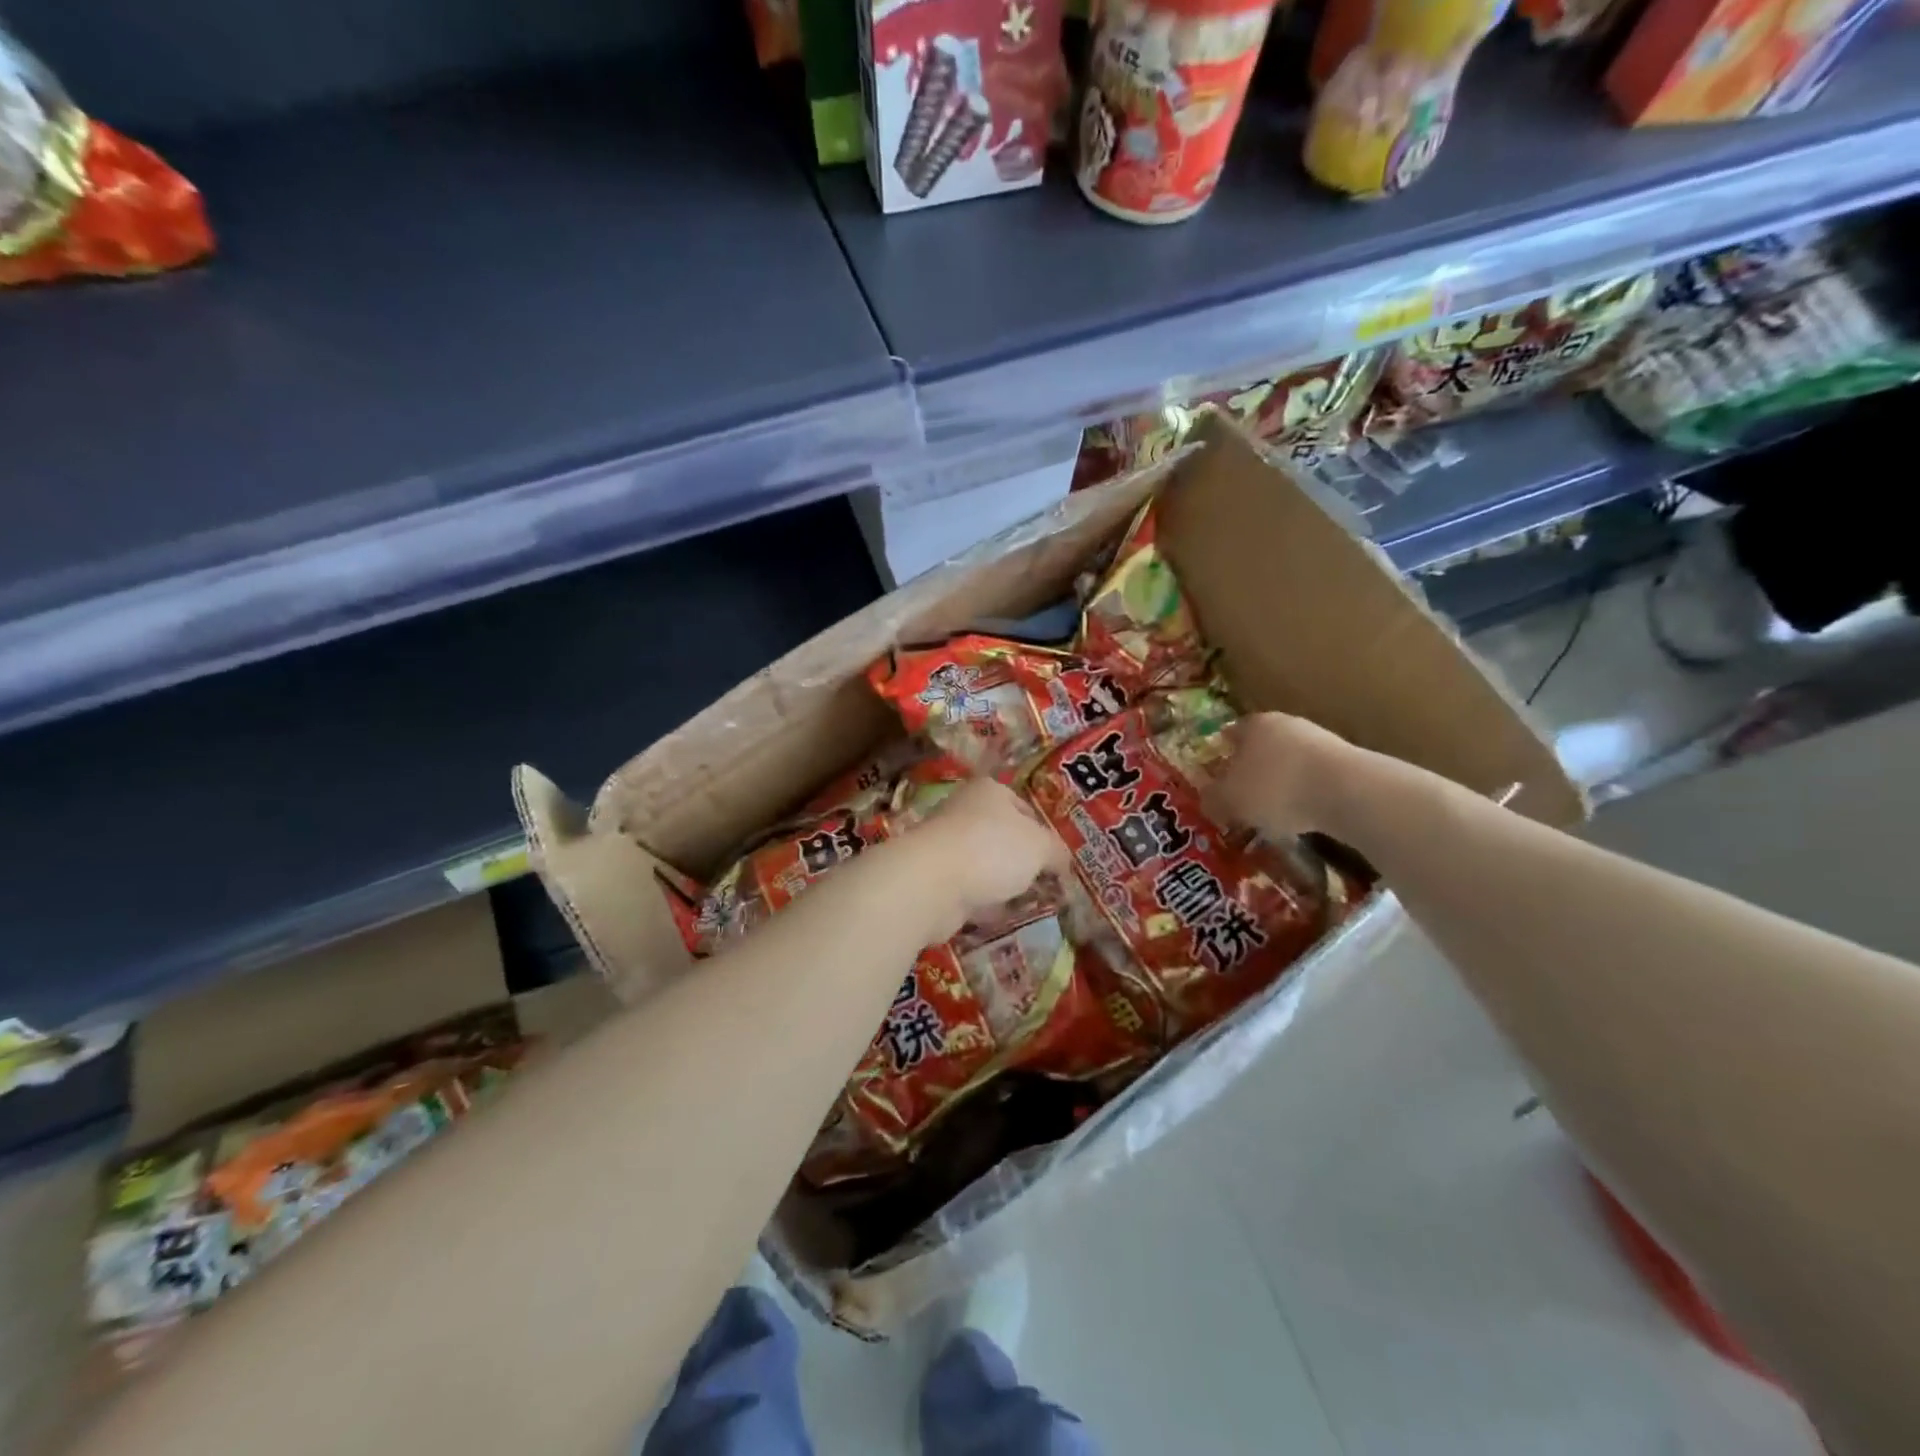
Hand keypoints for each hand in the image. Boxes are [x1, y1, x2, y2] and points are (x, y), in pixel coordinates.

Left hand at [910, 777, 1069, 929]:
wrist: (931, 882)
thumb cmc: (991, 850)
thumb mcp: (1040, 847)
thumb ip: (1057, 852)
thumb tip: (1062, 863)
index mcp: (989, 791)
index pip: (1024, 808)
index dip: (1044, 833)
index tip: (1057, 860)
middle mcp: (963, 810)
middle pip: (1002, 836)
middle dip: (1022, 860)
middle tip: (1045, 884)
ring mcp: (945, 844)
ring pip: (984, 864)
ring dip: (1001, 883)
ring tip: (1025, 903)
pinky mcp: (933, 877)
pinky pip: (967, 889)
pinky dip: (982, 901)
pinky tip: (998, 915)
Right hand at [1204, 712, 1355, 839]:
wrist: (1346, 792)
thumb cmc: (1274, 788)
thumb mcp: (1230, 800)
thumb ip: (1212, 798)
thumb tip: (1206, 798)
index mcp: (1253, 724)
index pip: (1230, 734)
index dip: (1221, 755)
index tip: (1216, 775)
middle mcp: (1285, 724)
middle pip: (1262, 746)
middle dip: (1252, 769)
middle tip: (1242, 796)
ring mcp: (1319, 740)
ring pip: (1289, 762)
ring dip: (1280, 782)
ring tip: (1272, 812)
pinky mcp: (1346, 762)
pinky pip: (1313, 778)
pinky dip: (1304, 794)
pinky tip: (1301, 817)